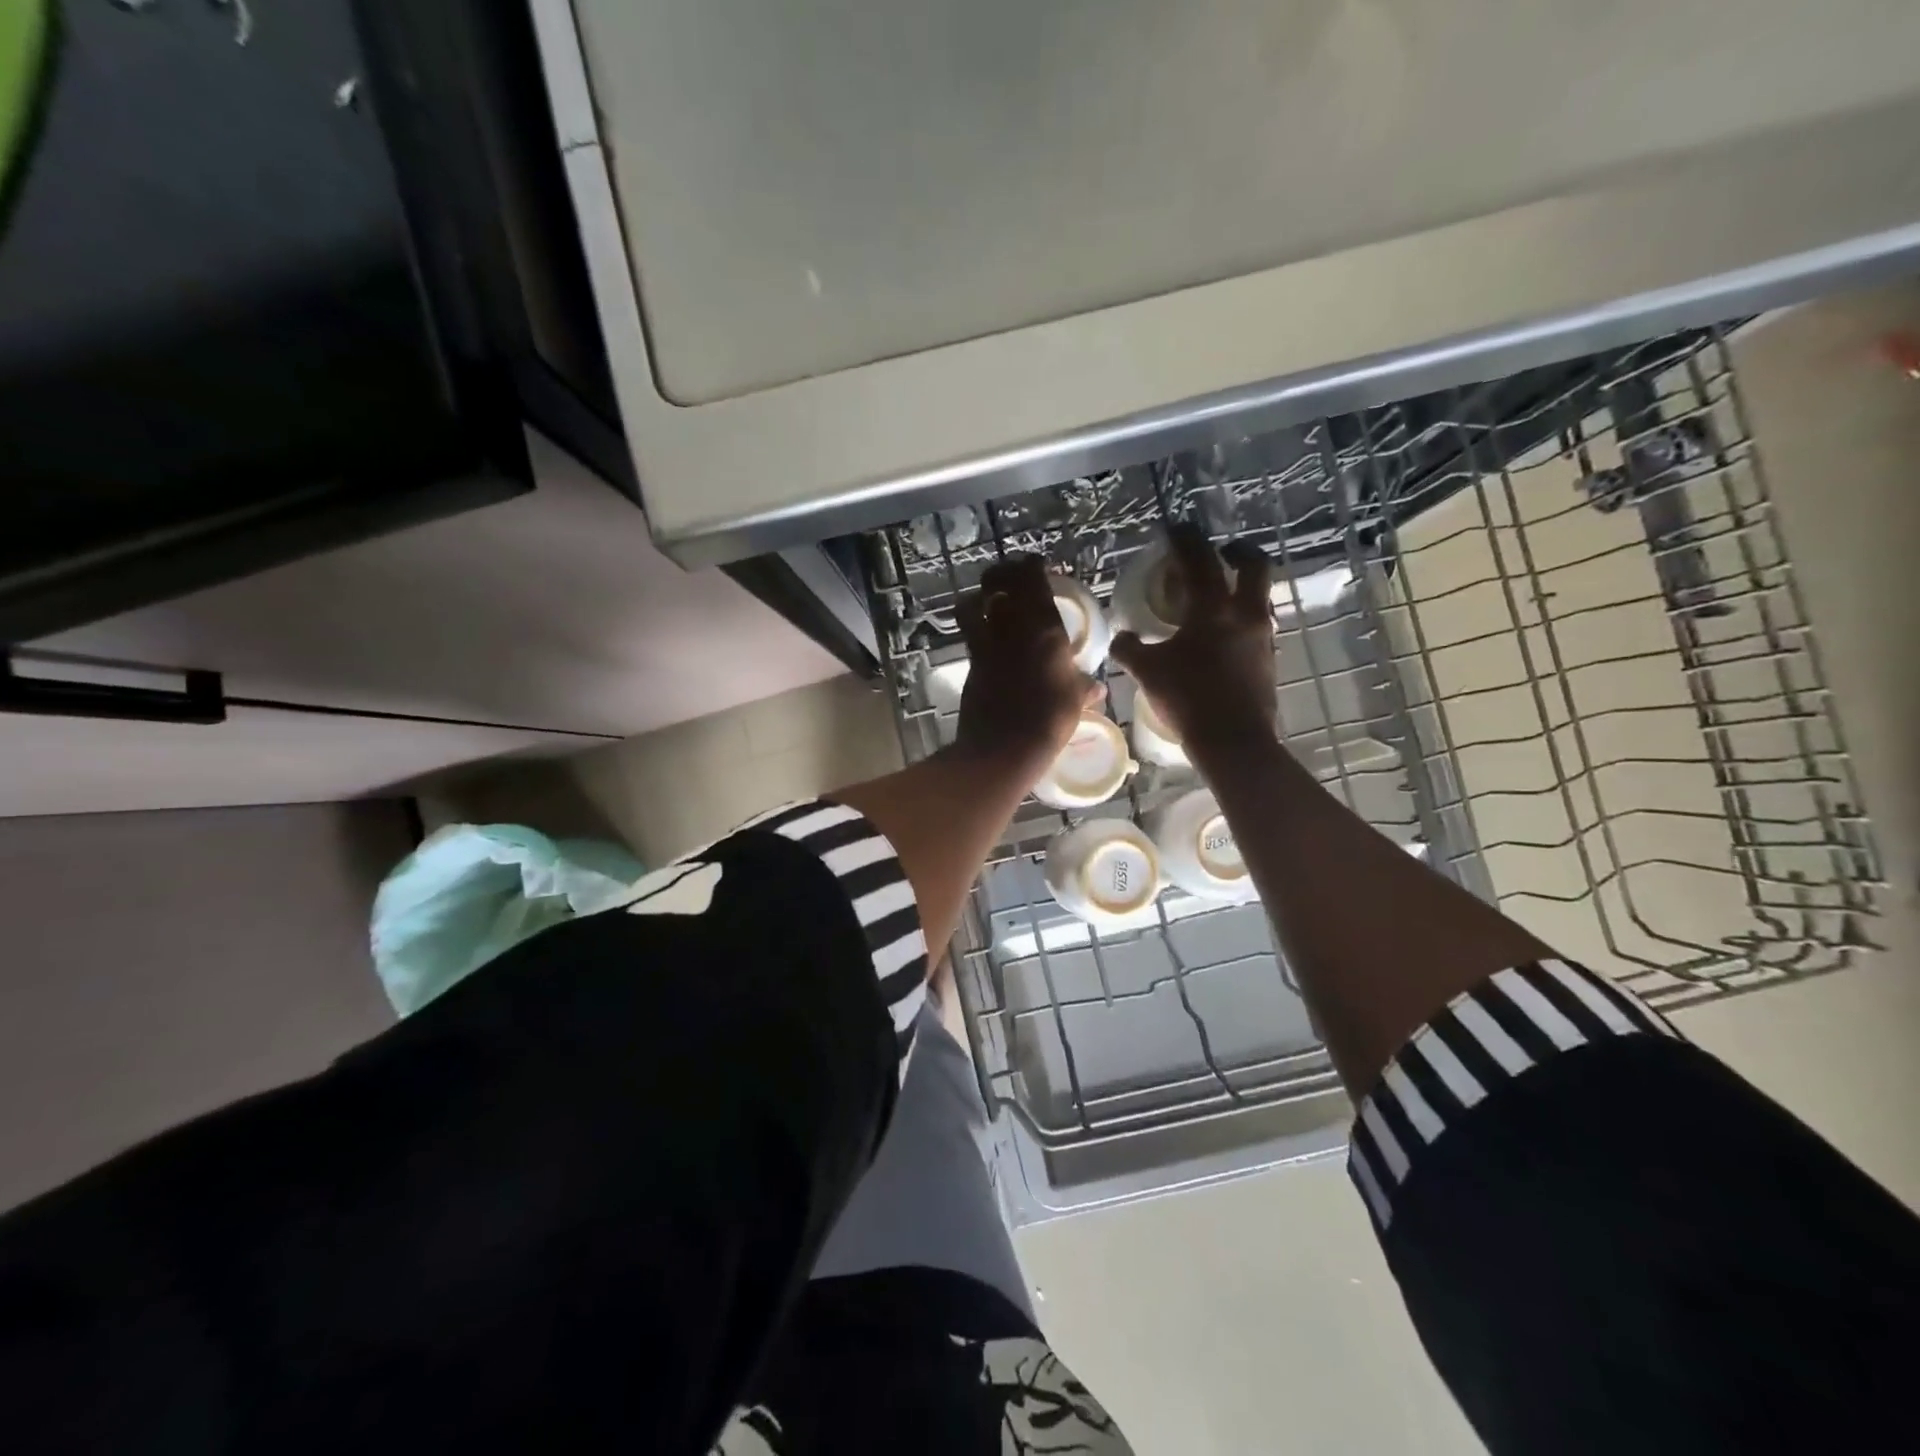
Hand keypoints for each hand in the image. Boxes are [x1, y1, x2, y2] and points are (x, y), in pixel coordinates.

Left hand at [954, 556, 1100, 779]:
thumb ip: (1083, 688)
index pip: (1033, 579)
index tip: (1037, 564)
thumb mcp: (1075, 702)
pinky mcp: (971, 662)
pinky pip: (968, 631)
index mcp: (1045, 629)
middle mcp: (1013, 627)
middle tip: (1012, 576)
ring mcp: (987, 643)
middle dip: (1003, 573)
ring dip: (982, 595)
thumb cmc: (1050, 721)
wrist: (1004, 747)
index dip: (1032, 565)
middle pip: (999, 581)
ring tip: (991, 599)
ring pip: (976, 602)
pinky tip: (981, 630)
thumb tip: (1095, 688)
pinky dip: (972, 621)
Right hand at [1110, 526, 1277, 757]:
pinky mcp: (1268, 659)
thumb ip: (1129, 649)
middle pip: (1254, 566)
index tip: (1176, 529)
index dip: (1186, 541)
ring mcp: (1262, 637)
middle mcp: (1245, 614)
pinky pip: (1258, 624)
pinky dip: (1243, 617)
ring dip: (1243, 586)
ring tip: (1220, 595)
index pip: (1200, 561)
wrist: (1233, 740)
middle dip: (1237, 552)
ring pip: (1260, 596)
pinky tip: (1224, 634)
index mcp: (1213, 609)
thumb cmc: (1188, 698)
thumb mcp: (1147, 672)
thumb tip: (1120, 637)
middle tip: (1221, 552)